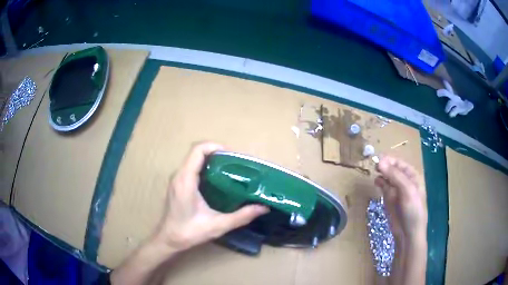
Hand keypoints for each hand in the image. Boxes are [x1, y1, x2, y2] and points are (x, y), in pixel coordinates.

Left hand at [153, 142, 268, 251]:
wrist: (168, 240)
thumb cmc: (189, 232)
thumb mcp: (218, 225)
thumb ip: (242, 216)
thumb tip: (263, 208)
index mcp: (186, 180)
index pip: (197, 150)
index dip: (215, 146)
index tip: (232, 156)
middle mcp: (179, 175)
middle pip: (196, 151)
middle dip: (216, 152)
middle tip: (235, 163)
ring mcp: (176, 179)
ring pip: (193, 159)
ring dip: (211, 159)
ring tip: (229, 169)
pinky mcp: (177, 184)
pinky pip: (191, 167)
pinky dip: (204, 167)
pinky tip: (217, 180)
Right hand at [374, 156, 426, 241]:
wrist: (408, 233)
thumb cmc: (413, 210)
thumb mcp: (407, 190)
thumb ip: (394, 176)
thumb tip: (380, 162)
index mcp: (412, 176)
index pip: (400, 163)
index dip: (390, 160)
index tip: (378, 159)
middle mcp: (404, 181)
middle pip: (392, 169)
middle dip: (384, 166)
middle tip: (375, 166)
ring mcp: (396, 190)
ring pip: (387, 177)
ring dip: (381, 173)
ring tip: (374, 172)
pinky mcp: (389, 198)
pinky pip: (383, 187)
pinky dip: (379, 183)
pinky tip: (376, 182)